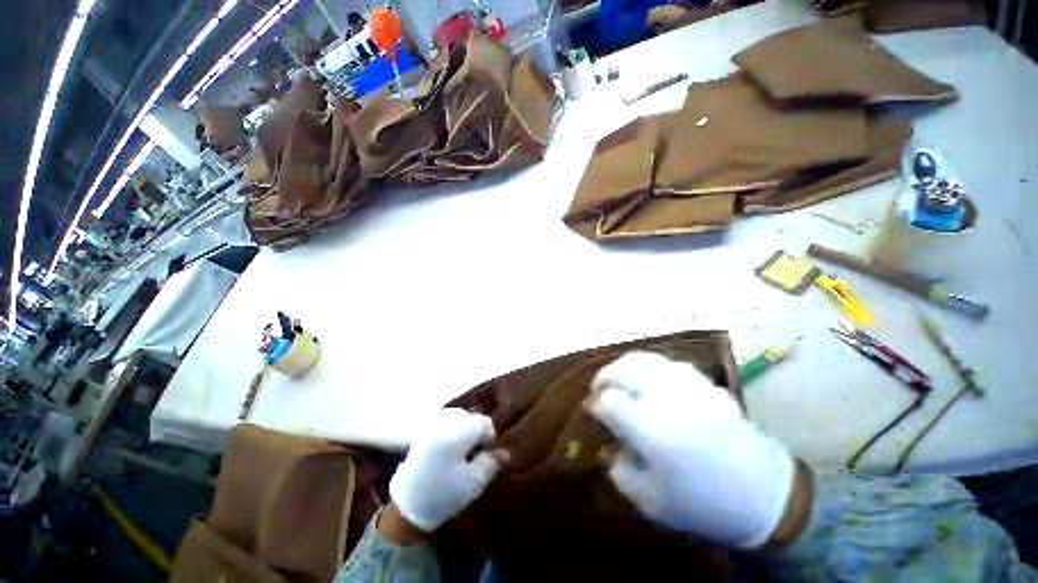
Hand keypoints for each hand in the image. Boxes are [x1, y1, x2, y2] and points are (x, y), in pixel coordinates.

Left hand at [388, 408, 506, 533]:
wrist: (407, 509)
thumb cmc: (443, 495)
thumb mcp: (473, 483)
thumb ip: (491, 463)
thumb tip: (505, 452)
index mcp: (456, 433)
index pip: (482, 421)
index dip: (489, 435)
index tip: (487, 452)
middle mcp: (443, 424)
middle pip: (469, 416)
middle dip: (476, 430)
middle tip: (475, 452)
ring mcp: (430, 427)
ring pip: (456, 417)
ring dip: (464, 428)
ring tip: (462, 449)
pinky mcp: (422, 434)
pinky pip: (443, 422)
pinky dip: (451, 430)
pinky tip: (449, 448)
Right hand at [587, 351, 801, 548]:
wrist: (764, 497)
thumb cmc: (703, 504)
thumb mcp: (651, 501)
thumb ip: (621, 471)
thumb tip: (611, 446)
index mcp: (651, 431)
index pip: (610, 402)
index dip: (596, 403)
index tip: (593, 410)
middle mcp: (667, 401)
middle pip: (624, 371)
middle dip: (605, 376)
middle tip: (600, 386)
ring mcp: (689, 389)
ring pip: (647, 361)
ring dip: (626, 366)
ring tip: (621, 375)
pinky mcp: (706, 386)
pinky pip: (671, 365)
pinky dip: (653, 367)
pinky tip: (651, 377)